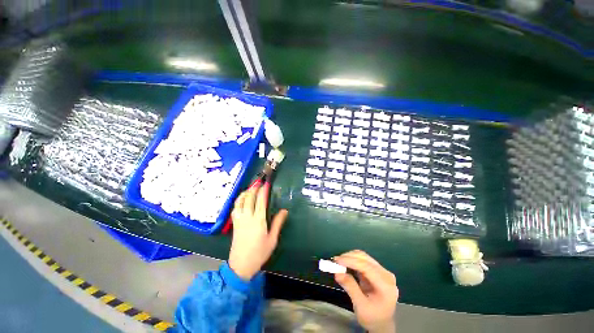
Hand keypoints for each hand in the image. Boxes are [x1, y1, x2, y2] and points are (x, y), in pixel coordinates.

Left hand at [228, 183, 287, 280]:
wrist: (241, 266)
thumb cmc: (259, 253)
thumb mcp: (272, 239)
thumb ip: (278, 223)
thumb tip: (284, 210)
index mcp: (258, 221)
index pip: (261, 201)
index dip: (263, 190)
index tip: (266, 183)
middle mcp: (247, 217)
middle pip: (249, 198)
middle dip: (253, 188)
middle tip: (258, 182)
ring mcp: (239, 220)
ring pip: (239, 202)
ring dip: (245, 193)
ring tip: (250, 188)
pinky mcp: (234, 224)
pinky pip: (235, 208)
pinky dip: (239, 200)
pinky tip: (242, 199)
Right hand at [334, 250, 397, 332]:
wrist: (382, 324)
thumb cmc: (372, 318)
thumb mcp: (361, 306)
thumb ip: (350, 288)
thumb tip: (337, 273)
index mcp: (386, 285)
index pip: (367, 267)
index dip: (351, 261)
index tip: (337, 260)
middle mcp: (386, 275)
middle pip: (365, 259)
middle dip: (349, 257)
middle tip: (335, 261)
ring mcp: (382, 272)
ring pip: (363, 257)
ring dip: (350, 257)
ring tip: (339, 262)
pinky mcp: (377, 270)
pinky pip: (363, 260)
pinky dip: (353, 260)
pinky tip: (345, 264)